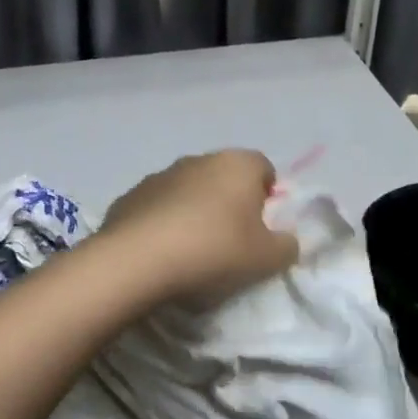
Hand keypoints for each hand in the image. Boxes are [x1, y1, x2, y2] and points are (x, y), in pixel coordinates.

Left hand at [101, 150, 300, 307]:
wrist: (138, 259)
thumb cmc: (214, 250)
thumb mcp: (266, 259)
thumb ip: (286, 246)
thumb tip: (286, 240)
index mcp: (237, 164)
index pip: (263, 168)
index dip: (267, 196)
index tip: (262, 228)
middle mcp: (199, 159)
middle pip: (224, 177)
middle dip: (230, 203)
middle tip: (231, 242)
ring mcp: (160, 174)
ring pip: (189, 190)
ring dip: (194, 211)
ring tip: (193, 250)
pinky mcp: (131, 194)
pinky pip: (158, 206)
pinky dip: (164, 222)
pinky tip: (163, 251)